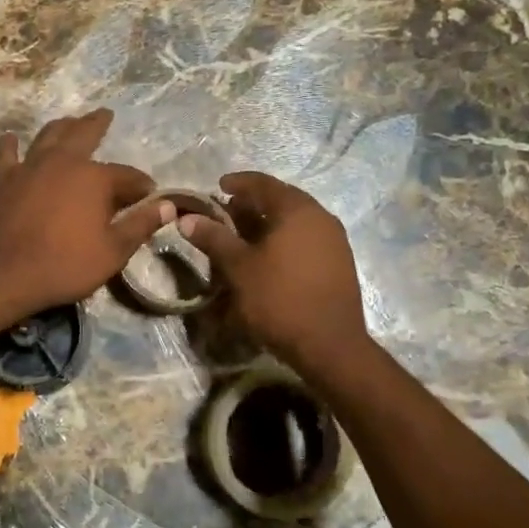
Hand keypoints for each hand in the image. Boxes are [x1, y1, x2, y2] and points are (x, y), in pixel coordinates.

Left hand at [0, 110, 171, 321]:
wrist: (3, 274)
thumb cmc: (65, 265)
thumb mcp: (113, 251)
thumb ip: (141, 224)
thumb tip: (169, 205)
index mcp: (95, 178)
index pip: (127, 176)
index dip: (141, 185)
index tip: (149, 193)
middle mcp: (63, 162)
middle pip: (84, 135)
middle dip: (98, 124)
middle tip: (105, 114)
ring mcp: (30, 168)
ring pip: (48, 136)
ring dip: (61, 126)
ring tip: (69, 120)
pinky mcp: (3, 181)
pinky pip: (7, 156)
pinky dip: (9, 146)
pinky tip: (10, 138)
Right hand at [178, 172, 370, 375]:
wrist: (330, 345)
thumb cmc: (279, 299)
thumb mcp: (239, 268)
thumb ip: (214, 238)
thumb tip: (188, 219)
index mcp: (297, 210)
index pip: (264, 183)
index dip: (239, 182)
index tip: (219, 186)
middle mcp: (321, 217)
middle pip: (282, 200)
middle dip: (253, 203)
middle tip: (228, 212)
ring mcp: (335, 241)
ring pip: (295, 221)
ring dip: (269, 223)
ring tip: (245, 235)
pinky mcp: (340, 263)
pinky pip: (306, 239)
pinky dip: (284, 239)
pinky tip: (269, 257)